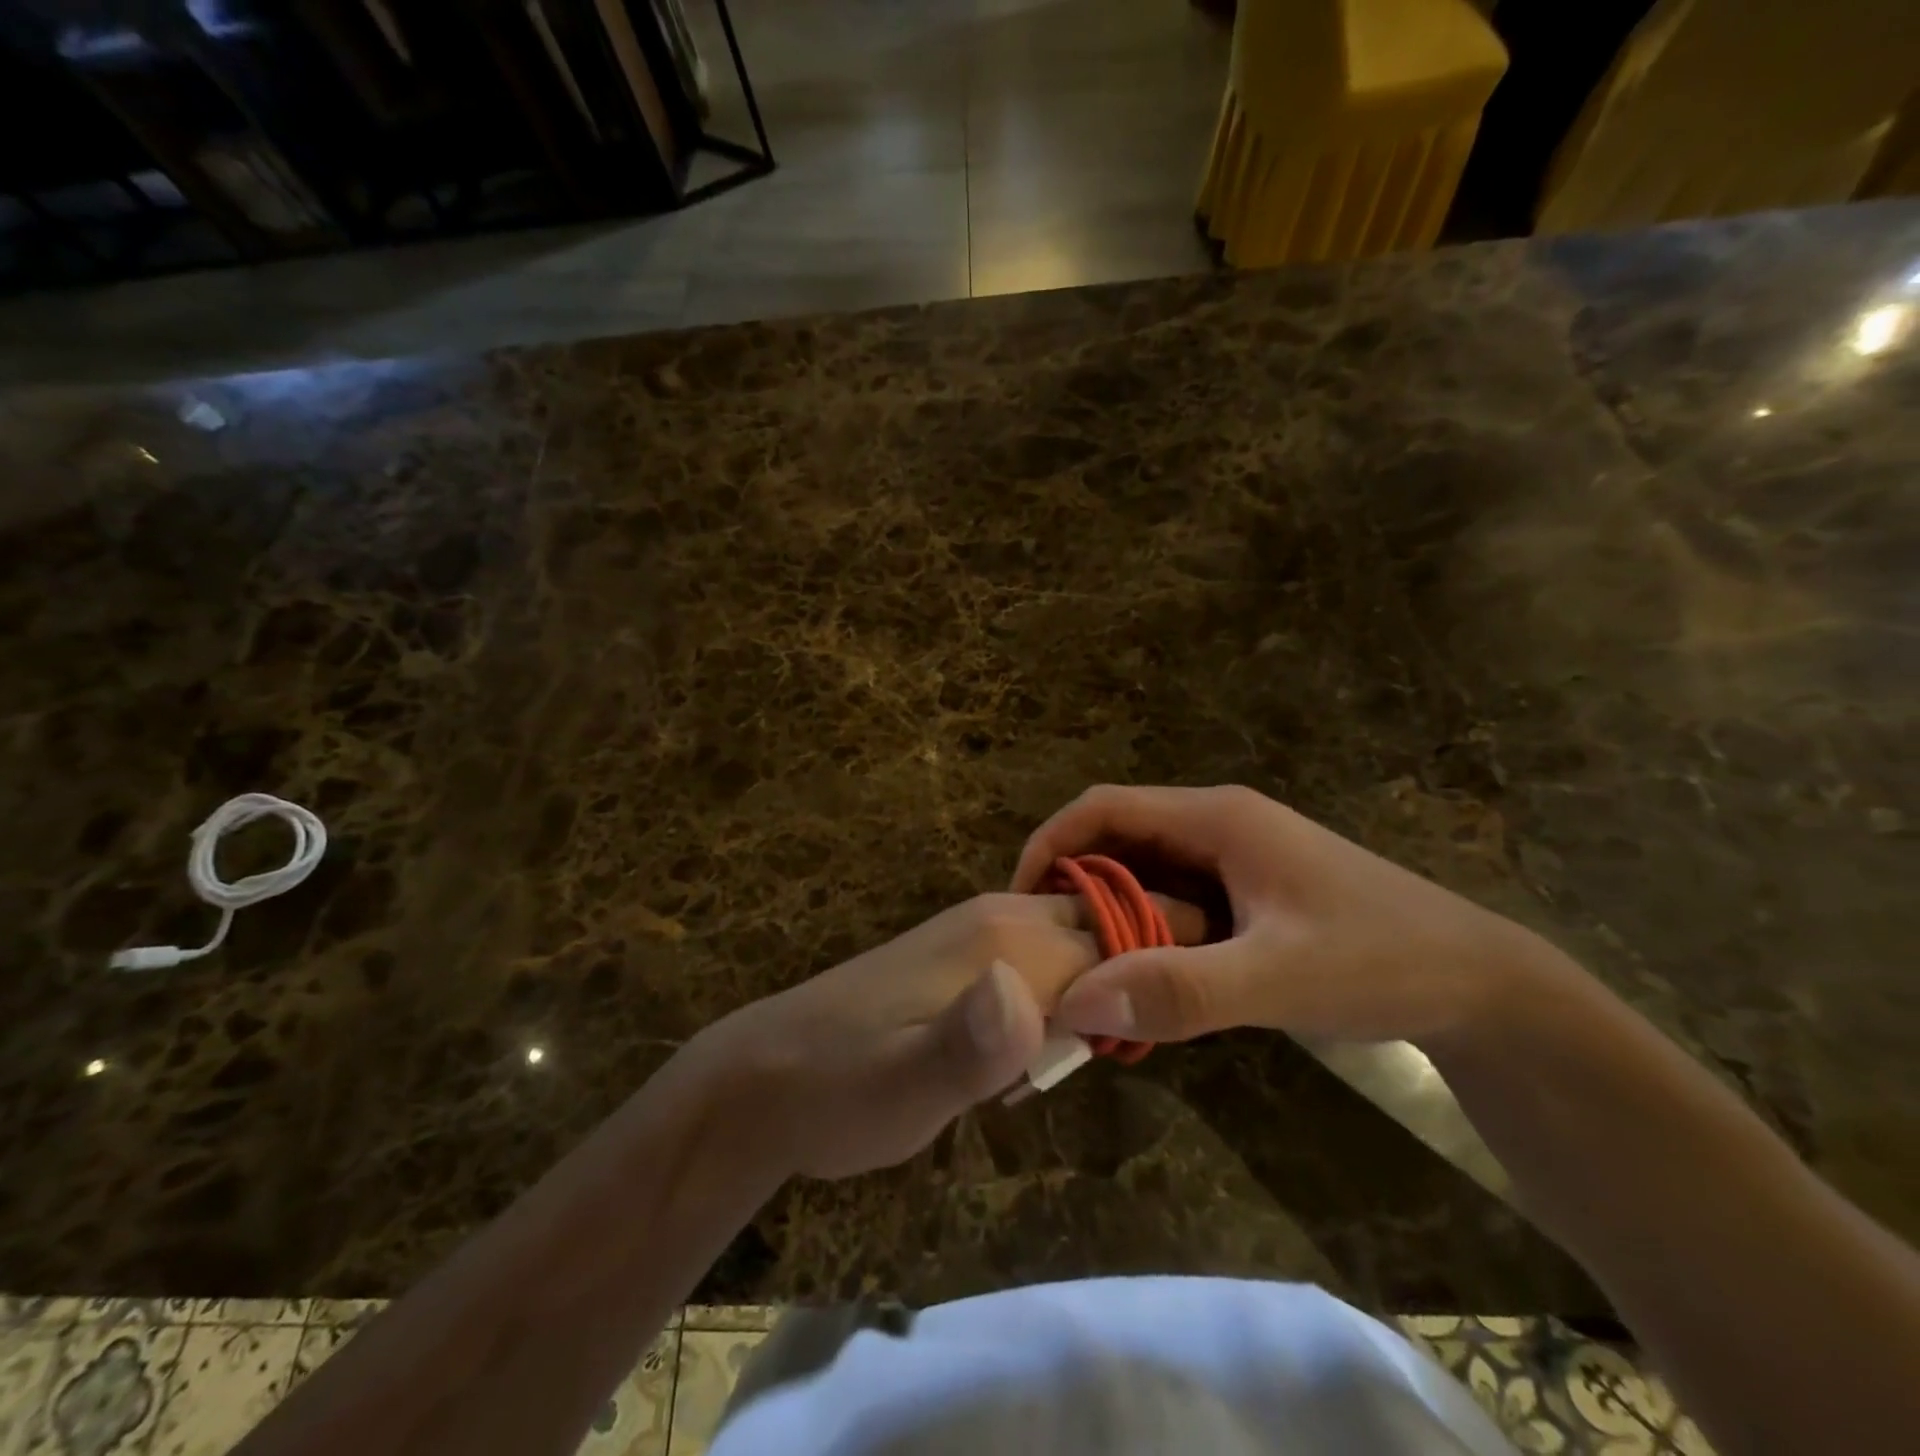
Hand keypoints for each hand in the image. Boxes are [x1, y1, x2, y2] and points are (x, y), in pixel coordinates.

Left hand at [692, 891, 1204, 1179]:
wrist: (765, 1076)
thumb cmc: (841, 1088)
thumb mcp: (905, 1088)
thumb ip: (969, 1045)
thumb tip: (1029, 995)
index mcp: (1004, 938)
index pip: (1120, 937)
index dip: (1158, 978)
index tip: (1172, 1030)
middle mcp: (999, 917)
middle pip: (1104, 926)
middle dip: (1137, 974)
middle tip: (1131, 1048)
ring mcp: (977, 931)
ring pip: (1075, 940)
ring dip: (1099, 989)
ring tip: (1080, 1059)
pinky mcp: (961, 957)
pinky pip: (1041, 957)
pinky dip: (1062, 995)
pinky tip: (1035, 1050)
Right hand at [1011, 784, 1529, 1047]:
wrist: (1479, 985)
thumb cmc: (1383, 961)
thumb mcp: (1280, 977)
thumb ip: (1181, 988)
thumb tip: (1076, 1000)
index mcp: (1216, 818)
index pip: (1103, 808)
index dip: (1050, 842)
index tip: (1016, 898)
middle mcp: (1217, 825)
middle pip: (1117, 836)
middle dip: (1071, 882)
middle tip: (1040, 945)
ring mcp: (1233, 858)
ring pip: (1142, 870)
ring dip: (1106, 910)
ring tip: (1076, 964)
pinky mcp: (1246, 893)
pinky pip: (1171, 898)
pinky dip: (1141, 929)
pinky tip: (1136, 975)